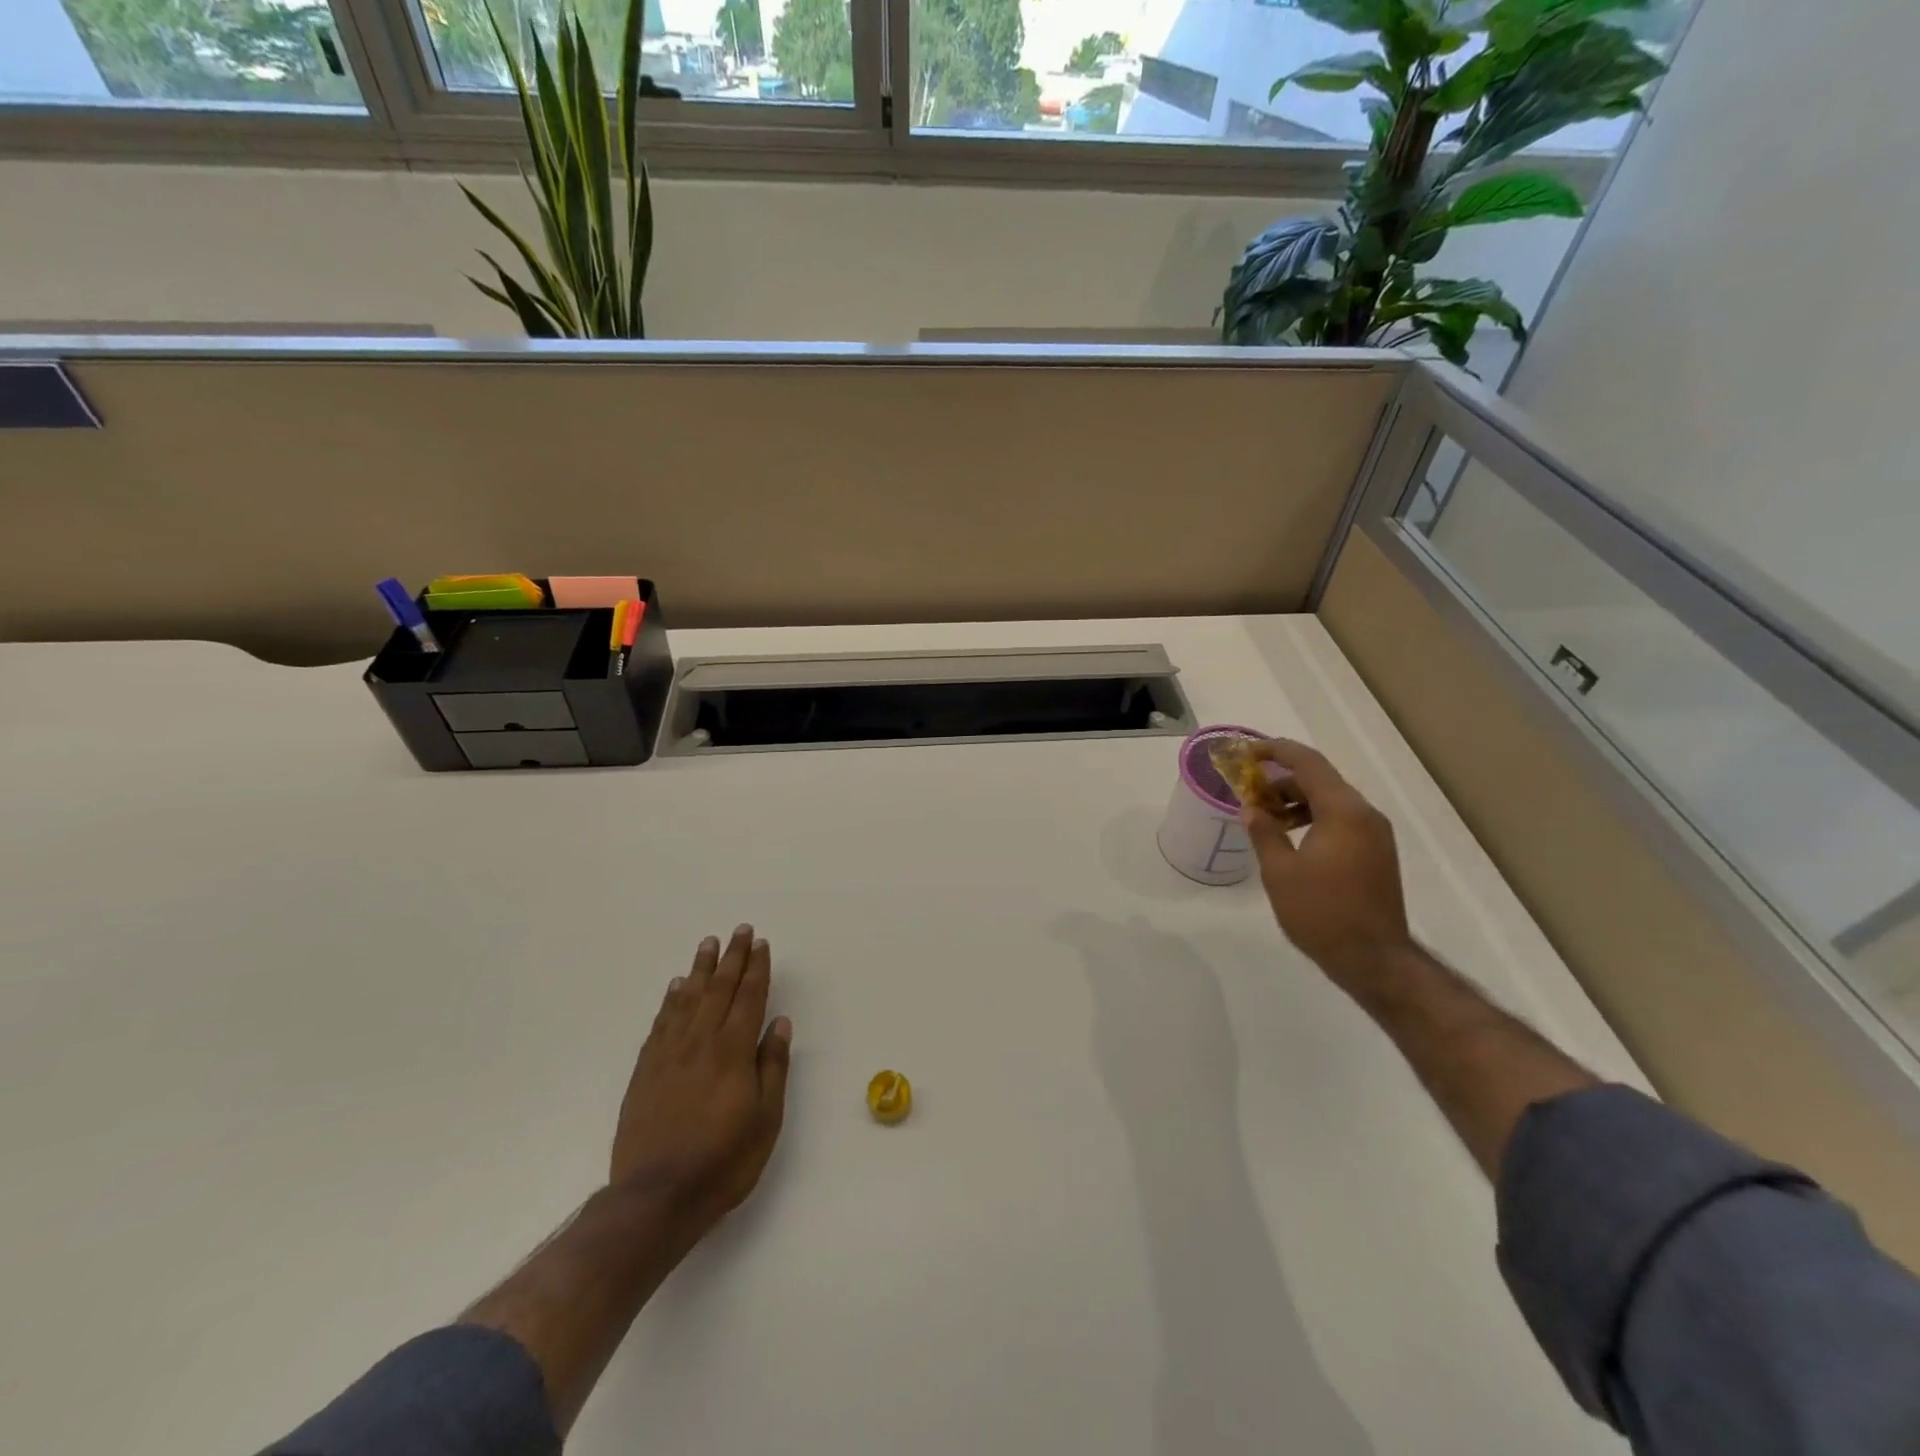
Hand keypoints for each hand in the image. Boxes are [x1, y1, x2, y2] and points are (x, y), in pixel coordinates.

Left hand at [610, 925, 792, 1236]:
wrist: (655, 1198)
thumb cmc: (723, 1161)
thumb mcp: (766, 1119)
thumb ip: (772, 1067)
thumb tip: (778, 1023)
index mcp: (733, 1051)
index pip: (749, 997)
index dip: (756, 968)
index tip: (761, 944)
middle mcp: (701, 1041)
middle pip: (719, 988)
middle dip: (732, 957)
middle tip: (739, 930)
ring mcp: (669, 1054)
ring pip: (687, 998)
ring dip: (701, 968)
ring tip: (709, 944)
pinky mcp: (645, 1070)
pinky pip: (661, 1022)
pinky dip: (671, 999)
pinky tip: (676, 986)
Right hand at [1239, 740, 1412, 987]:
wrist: (1373, 959)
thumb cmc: (1321, 912)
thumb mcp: (1280, 871)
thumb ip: (1264, 832)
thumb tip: (1252, 809)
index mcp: (1343, 811)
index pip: (1308, 763)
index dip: (1276, 751)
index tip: (1247, 752)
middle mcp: (1365, 815)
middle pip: (1321, 779)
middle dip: (1282, 778)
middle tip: (1248, 787)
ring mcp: (1375, 835)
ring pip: (1331, 801)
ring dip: (1296, 800)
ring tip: (1264, 814)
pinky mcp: (1376, 854)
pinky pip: (1342, 820)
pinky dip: (1314, 818)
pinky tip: (1290, 836)